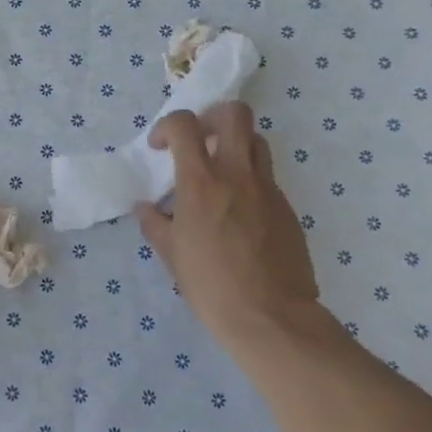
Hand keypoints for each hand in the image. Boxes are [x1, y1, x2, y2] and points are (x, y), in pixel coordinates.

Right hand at [134, 103, 321, 343]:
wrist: (271, 316)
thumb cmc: (211, 286)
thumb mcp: (171, 256)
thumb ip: (155, 224)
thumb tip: (145, 207)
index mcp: (201, 183)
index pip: (185, 125)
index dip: (168, 126)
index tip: (160, 147)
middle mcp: (237, 174)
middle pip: (234, 114)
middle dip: (212, 116)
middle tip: (200, 139)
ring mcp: (267, 188)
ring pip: (256, 140)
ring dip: (235, 144)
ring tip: (221, 171)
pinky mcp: (287, 206)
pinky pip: (267, 176)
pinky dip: (250, 179)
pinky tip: (239, 210)